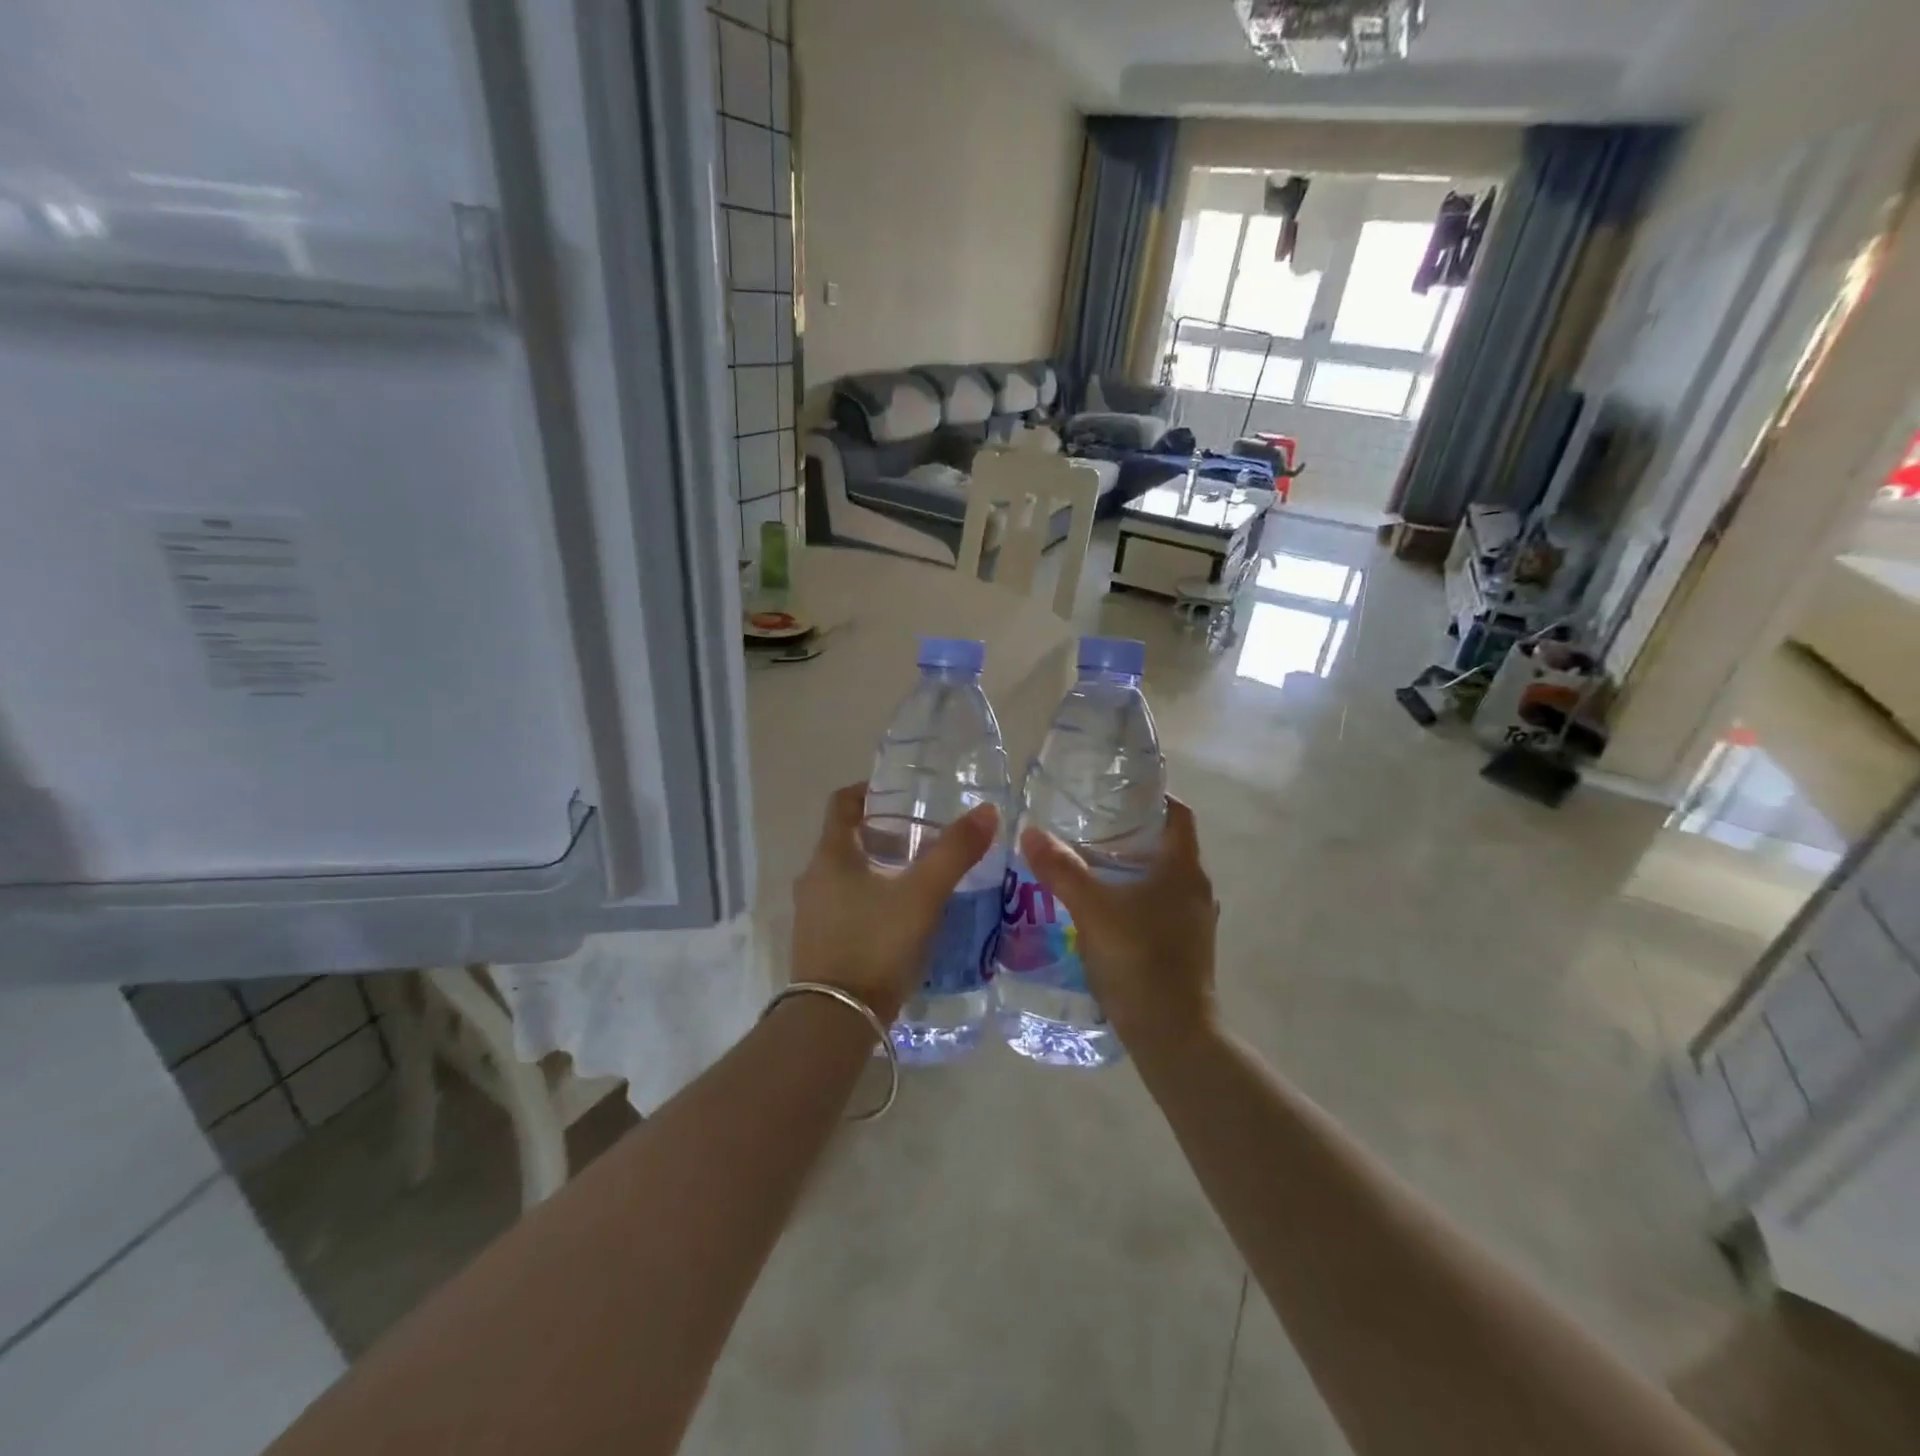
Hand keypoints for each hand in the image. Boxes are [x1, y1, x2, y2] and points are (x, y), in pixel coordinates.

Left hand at [791, 784, 998, 1024]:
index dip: (870, 790)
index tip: (904, 793)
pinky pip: (846, 905)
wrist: (835, 1021)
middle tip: (926, 837)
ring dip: (880, 868)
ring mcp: (812, 913)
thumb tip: (987, 811)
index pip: (843, 802)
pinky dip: (872, 898)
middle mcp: (813, 878)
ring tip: (920, 877)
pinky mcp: (818, 944)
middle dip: (885, 833)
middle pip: (847, 839)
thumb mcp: (923, 895)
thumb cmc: (876, 944)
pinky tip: (902, 918)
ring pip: (847, 875)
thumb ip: (955, 852)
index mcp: (831, 855)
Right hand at [1019, 797, 1218, 1056]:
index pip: (1178, 813)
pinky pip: (1159, 905)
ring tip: (1087, 863)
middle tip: (1087, 826)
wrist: (1173, 1035)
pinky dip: (1134, 896)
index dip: (1152, 797)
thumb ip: (1062, 870)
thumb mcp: (1093, 910)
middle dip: (1130, 832)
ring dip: (1130, 866)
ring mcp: (1193, 920)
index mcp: (1184, 869)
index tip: (1115, 793)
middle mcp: (1196, 888)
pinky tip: (1101, 908)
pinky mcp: (1185, 946)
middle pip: (1167, 844)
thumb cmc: (1140, 960)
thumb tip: (1030, 832)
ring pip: (1162, 877)